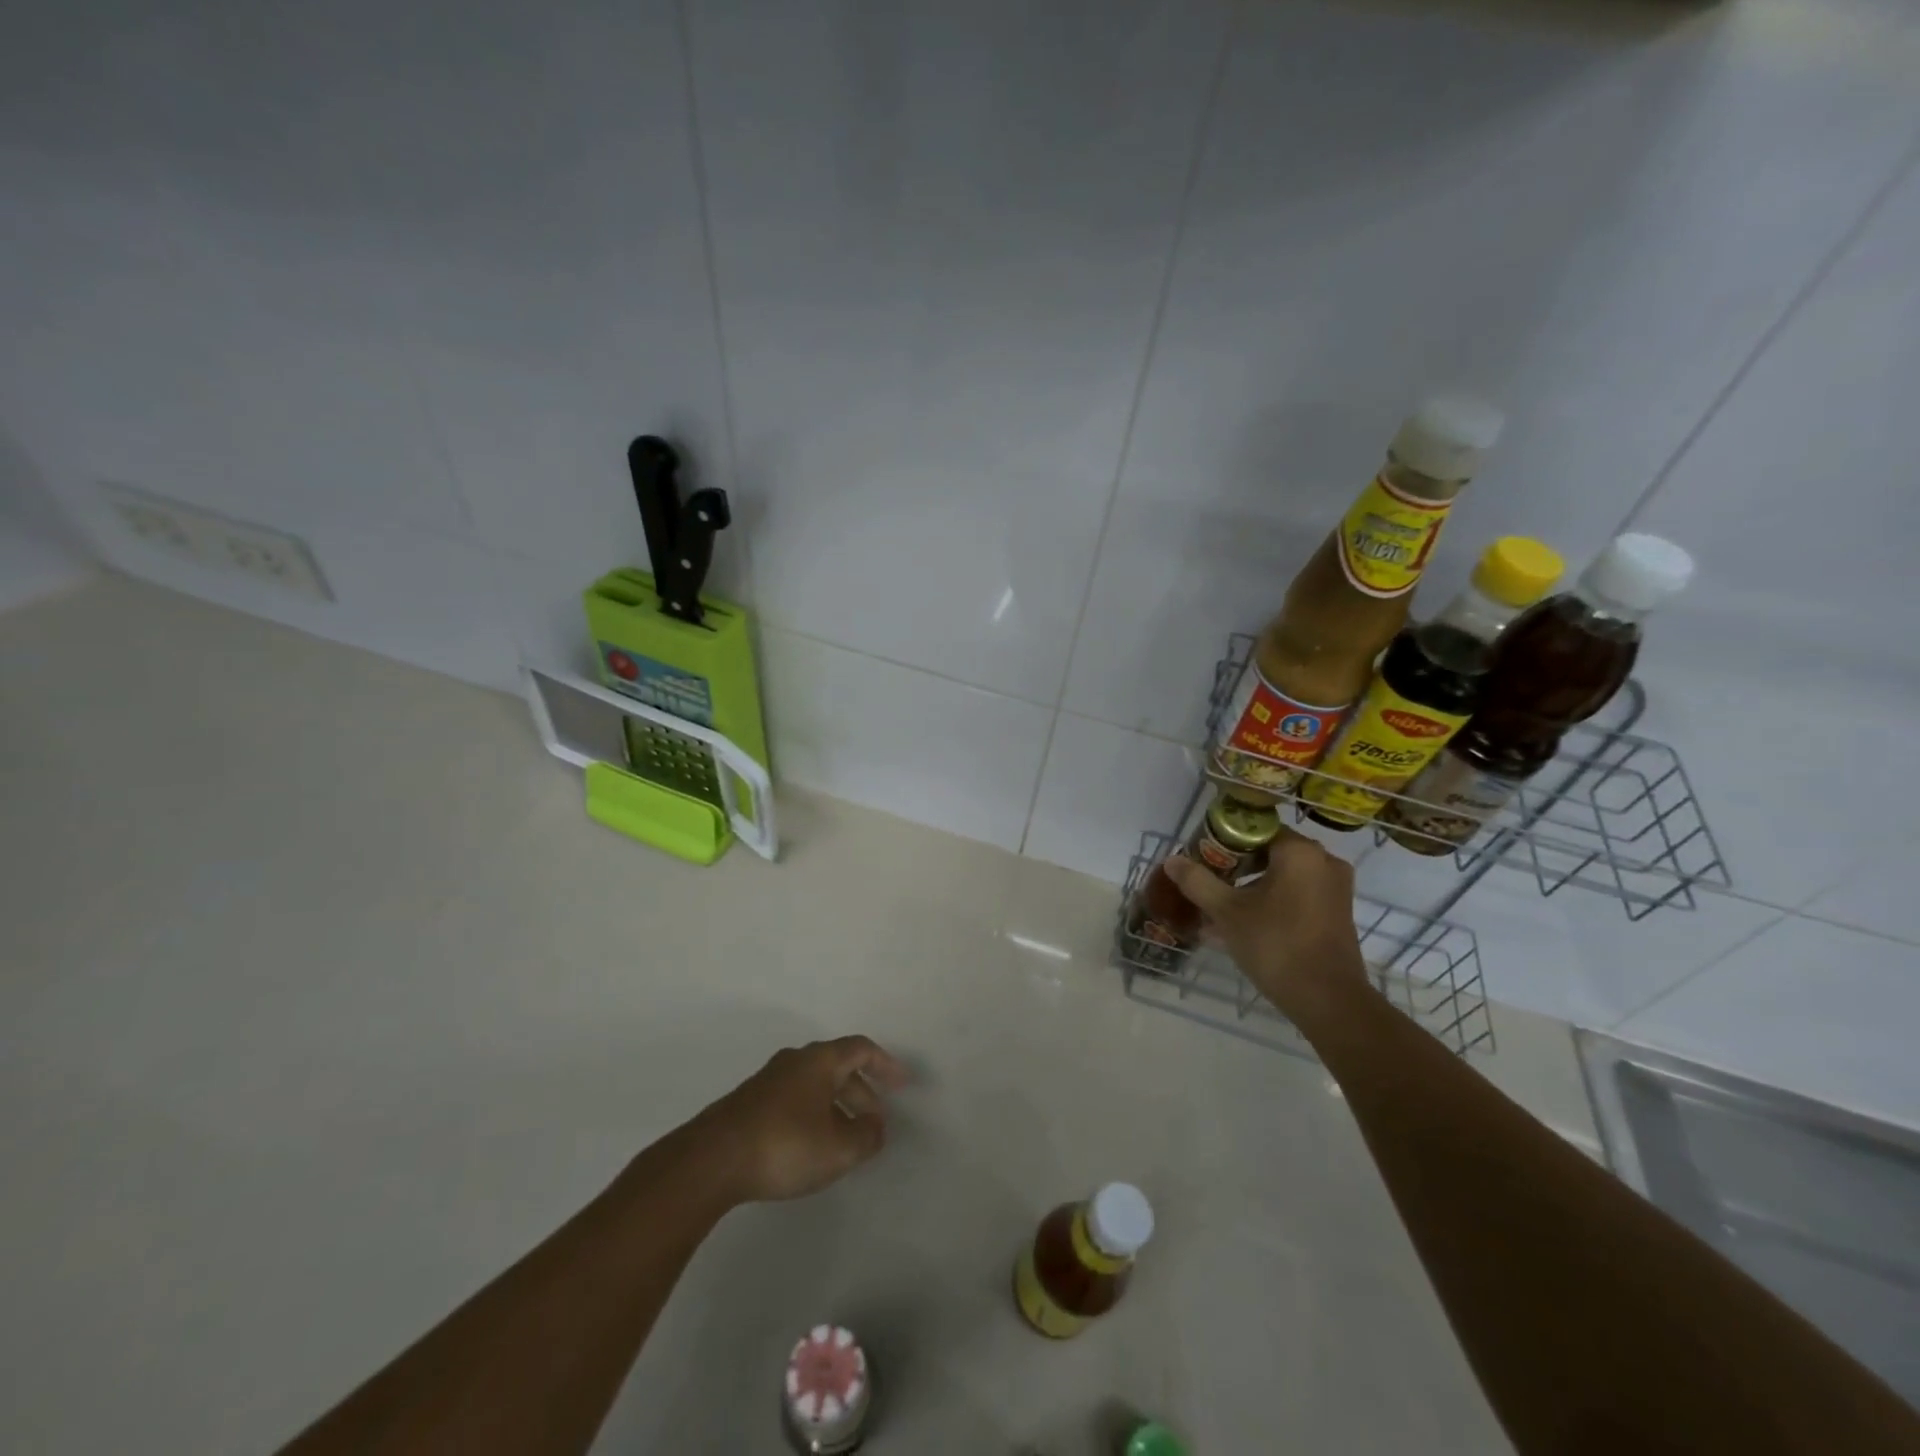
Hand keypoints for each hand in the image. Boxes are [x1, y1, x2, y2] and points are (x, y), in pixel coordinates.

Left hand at [683, 1036, 910, 1204]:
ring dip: (836, 1106)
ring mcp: (768, 1081)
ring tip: (845, 1139)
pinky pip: (794, 1100)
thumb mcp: (838, 1148)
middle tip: (875, 1123)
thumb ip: (866, 1137)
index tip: (902, 1084)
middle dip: (861, 1093)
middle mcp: (795, 1061)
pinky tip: (810, 1146)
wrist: (711, 1160)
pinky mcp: (749, 1104)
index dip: (886, 1065)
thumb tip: (876, 1127)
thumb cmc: (784, 1145)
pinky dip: (813, 1115)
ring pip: (814, 1085)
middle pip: (837, 1067)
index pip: (861, 1049)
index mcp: (819, 1061)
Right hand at [1163, 830, 1368, 1019]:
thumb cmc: (1276, 945)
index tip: (1202, 857)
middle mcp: (1323, 861)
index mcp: (1299, 852)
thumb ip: (1197, 882)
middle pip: (1269, 851)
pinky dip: (1271, 902)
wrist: (1328, 1000)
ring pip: (1283, 876)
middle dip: (1236, 866)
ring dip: (1251, 887)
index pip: (1255, 829)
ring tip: (1219, 908)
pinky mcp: (1337, 913)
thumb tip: (1171, 860)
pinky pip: (1297, 895)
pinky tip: (1243, 925)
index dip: (1224, 840)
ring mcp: (1335, 888)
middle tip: (1207, 881)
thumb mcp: (1227, 912)